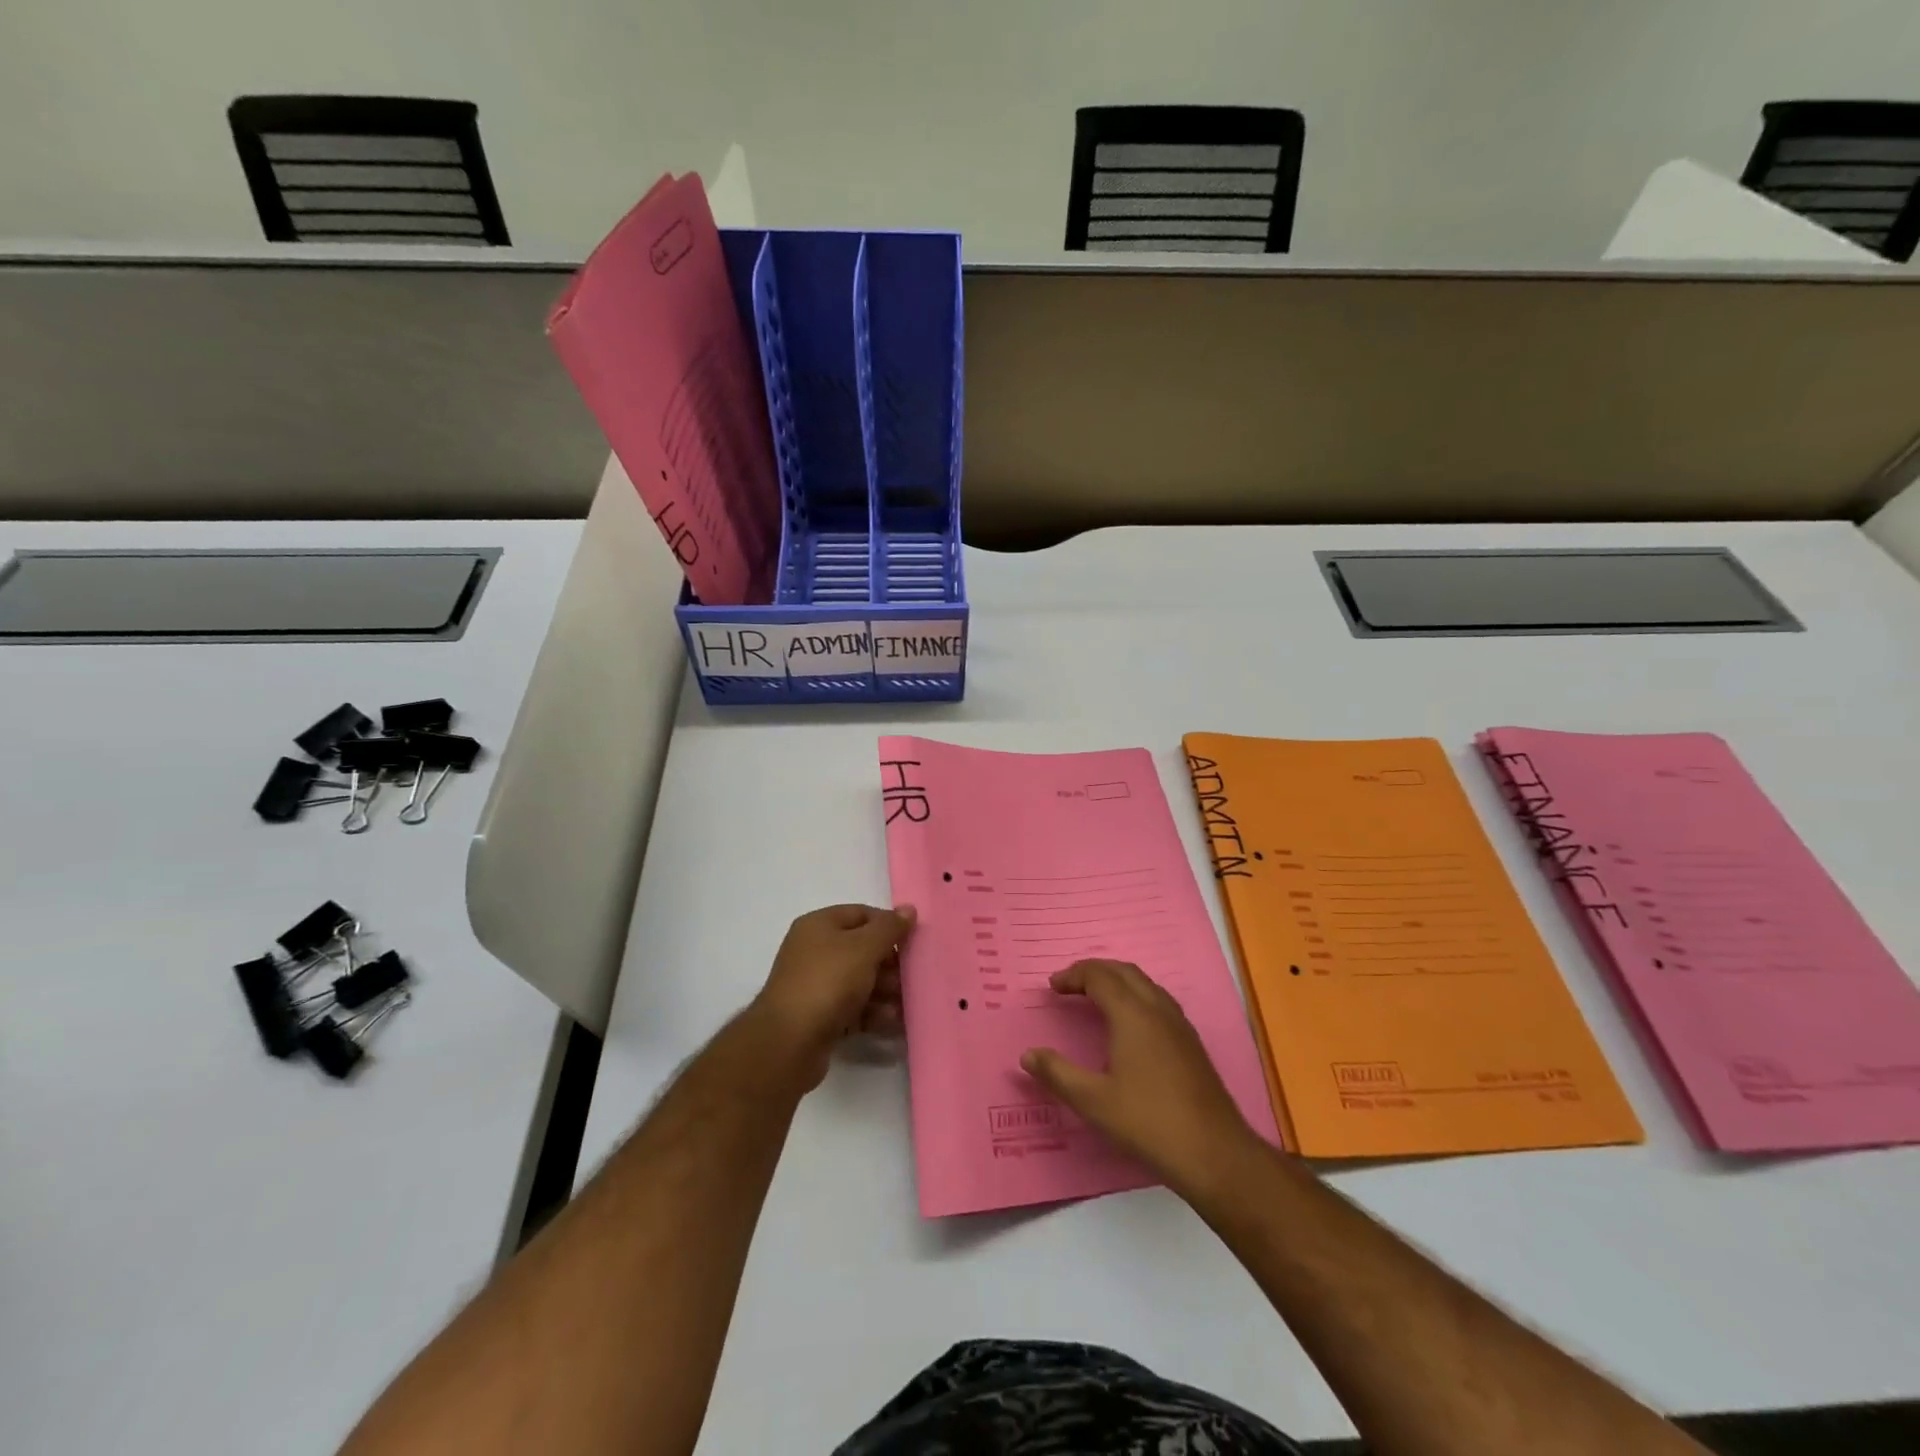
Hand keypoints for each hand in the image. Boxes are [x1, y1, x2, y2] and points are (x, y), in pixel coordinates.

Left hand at [750, 903, 914, 1089]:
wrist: (789, 1042)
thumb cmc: (828, 982)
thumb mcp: (864, 948)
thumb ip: (889, 928)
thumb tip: (909, 909)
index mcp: (819, 926)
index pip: (861, 915)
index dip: (888, 925)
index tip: (913, 942)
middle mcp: (814, 951)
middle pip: (862, 950)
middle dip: (889, 964)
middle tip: (911, 978)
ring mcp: (815, 985)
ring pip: (859, 982)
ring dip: (885, 992)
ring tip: (905, 1006)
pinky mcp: (819, 1017)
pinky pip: (852, 1008)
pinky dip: (872, 1013)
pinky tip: (891, 1023)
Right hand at [1022, 959, 1263, 1197]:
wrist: (1214, 1152)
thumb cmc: (1148, 1122)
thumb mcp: (1093, 1101)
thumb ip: (1058, 1074)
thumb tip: (1028, 1055)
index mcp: (1132, 1014)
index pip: (1099, 976)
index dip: (1074, 976)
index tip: (1053, 986)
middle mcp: (1158, 1009)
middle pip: (1124, 972)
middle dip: (1095, 971)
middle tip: (1071, 984)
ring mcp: (1179, 1025)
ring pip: (1145, 984)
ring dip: (1118, 981)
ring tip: (1096, 998)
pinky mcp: (1191, 1044)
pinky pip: (1158, 1001)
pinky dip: (1135, 997)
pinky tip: (1130, 1026)